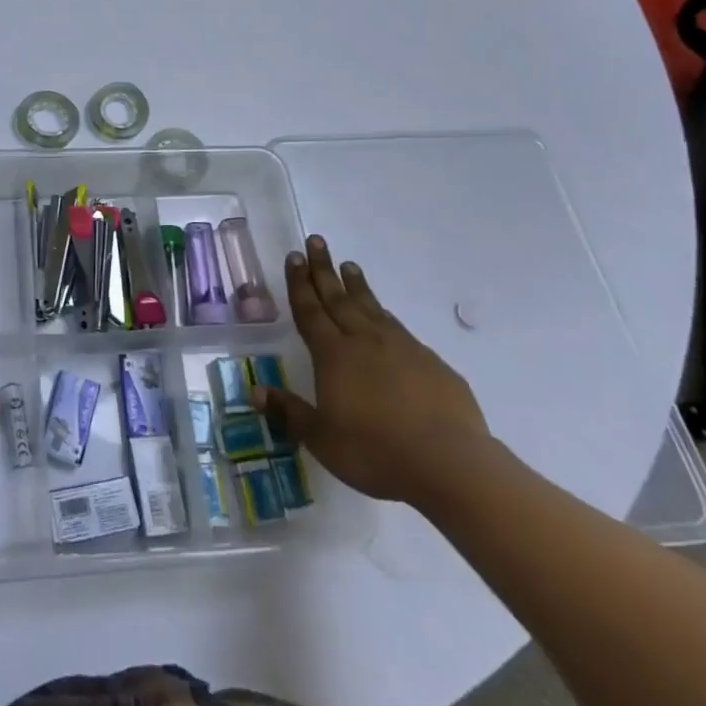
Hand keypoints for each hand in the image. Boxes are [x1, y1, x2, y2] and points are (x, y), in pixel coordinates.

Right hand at [252, 236, 489, 506]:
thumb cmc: (376, 452)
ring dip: (356, 285)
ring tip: (349, 265)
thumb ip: (289, 412)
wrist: (450, 464)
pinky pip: (400, 329)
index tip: (294, 257)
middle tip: (316, 241)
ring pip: (371, 306)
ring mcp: (401, 348)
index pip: (310, 310)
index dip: (299, 283)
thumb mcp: (322, 439)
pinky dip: (385, 315)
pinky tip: (385, 317)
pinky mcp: (431, 363)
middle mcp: (364, 341)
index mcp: (333, 354)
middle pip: (338, 297)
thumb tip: (255, 390)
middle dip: (323, 269)